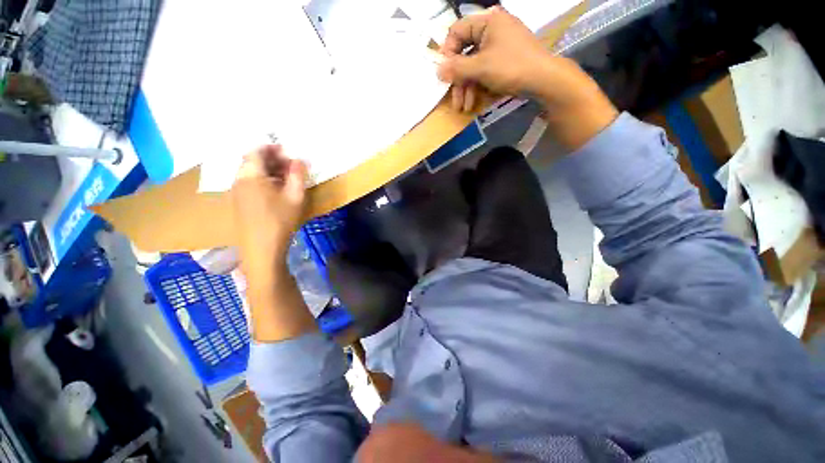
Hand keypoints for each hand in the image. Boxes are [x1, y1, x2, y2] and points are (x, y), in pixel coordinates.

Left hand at [231, 145, 306, 284]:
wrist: (261, 248)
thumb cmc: (280, 220)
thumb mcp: (295, 196)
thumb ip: (298, 175)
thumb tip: (300, 159)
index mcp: (251, 175)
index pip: (256, 151)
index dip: (271, 148)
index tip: (287, 151)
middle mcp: (239, 180)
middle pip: (252, 161)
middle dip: (271, 159)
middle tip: (290, 165)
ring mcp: (237, 192)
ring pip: (251, 173)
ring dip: (268, 171)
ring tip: (286, 178)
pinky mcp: (239, 203)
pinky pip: (249, 184)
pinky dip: (262, 181)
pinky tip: (276, 191)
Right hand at [437, 6, 554, 109]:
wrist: (543, 80)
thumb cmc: (511, 67)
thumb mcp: (480, 67)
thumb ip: (457, 68)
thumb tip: (437, 70)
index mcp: (487, 22)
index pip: (457, 31)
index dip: (447, 53)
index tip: (443, 73)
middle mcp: (492, 30)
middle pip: (465, 53)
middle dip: (458, 80)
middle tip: (454, 100)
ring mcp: (498, 46)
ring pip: (474, 66)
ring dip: (467, 89)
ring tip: (464, 107)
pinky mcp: (503, 61)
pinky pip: (484, 71)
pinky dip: (478, 87)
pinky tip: (474, 103)